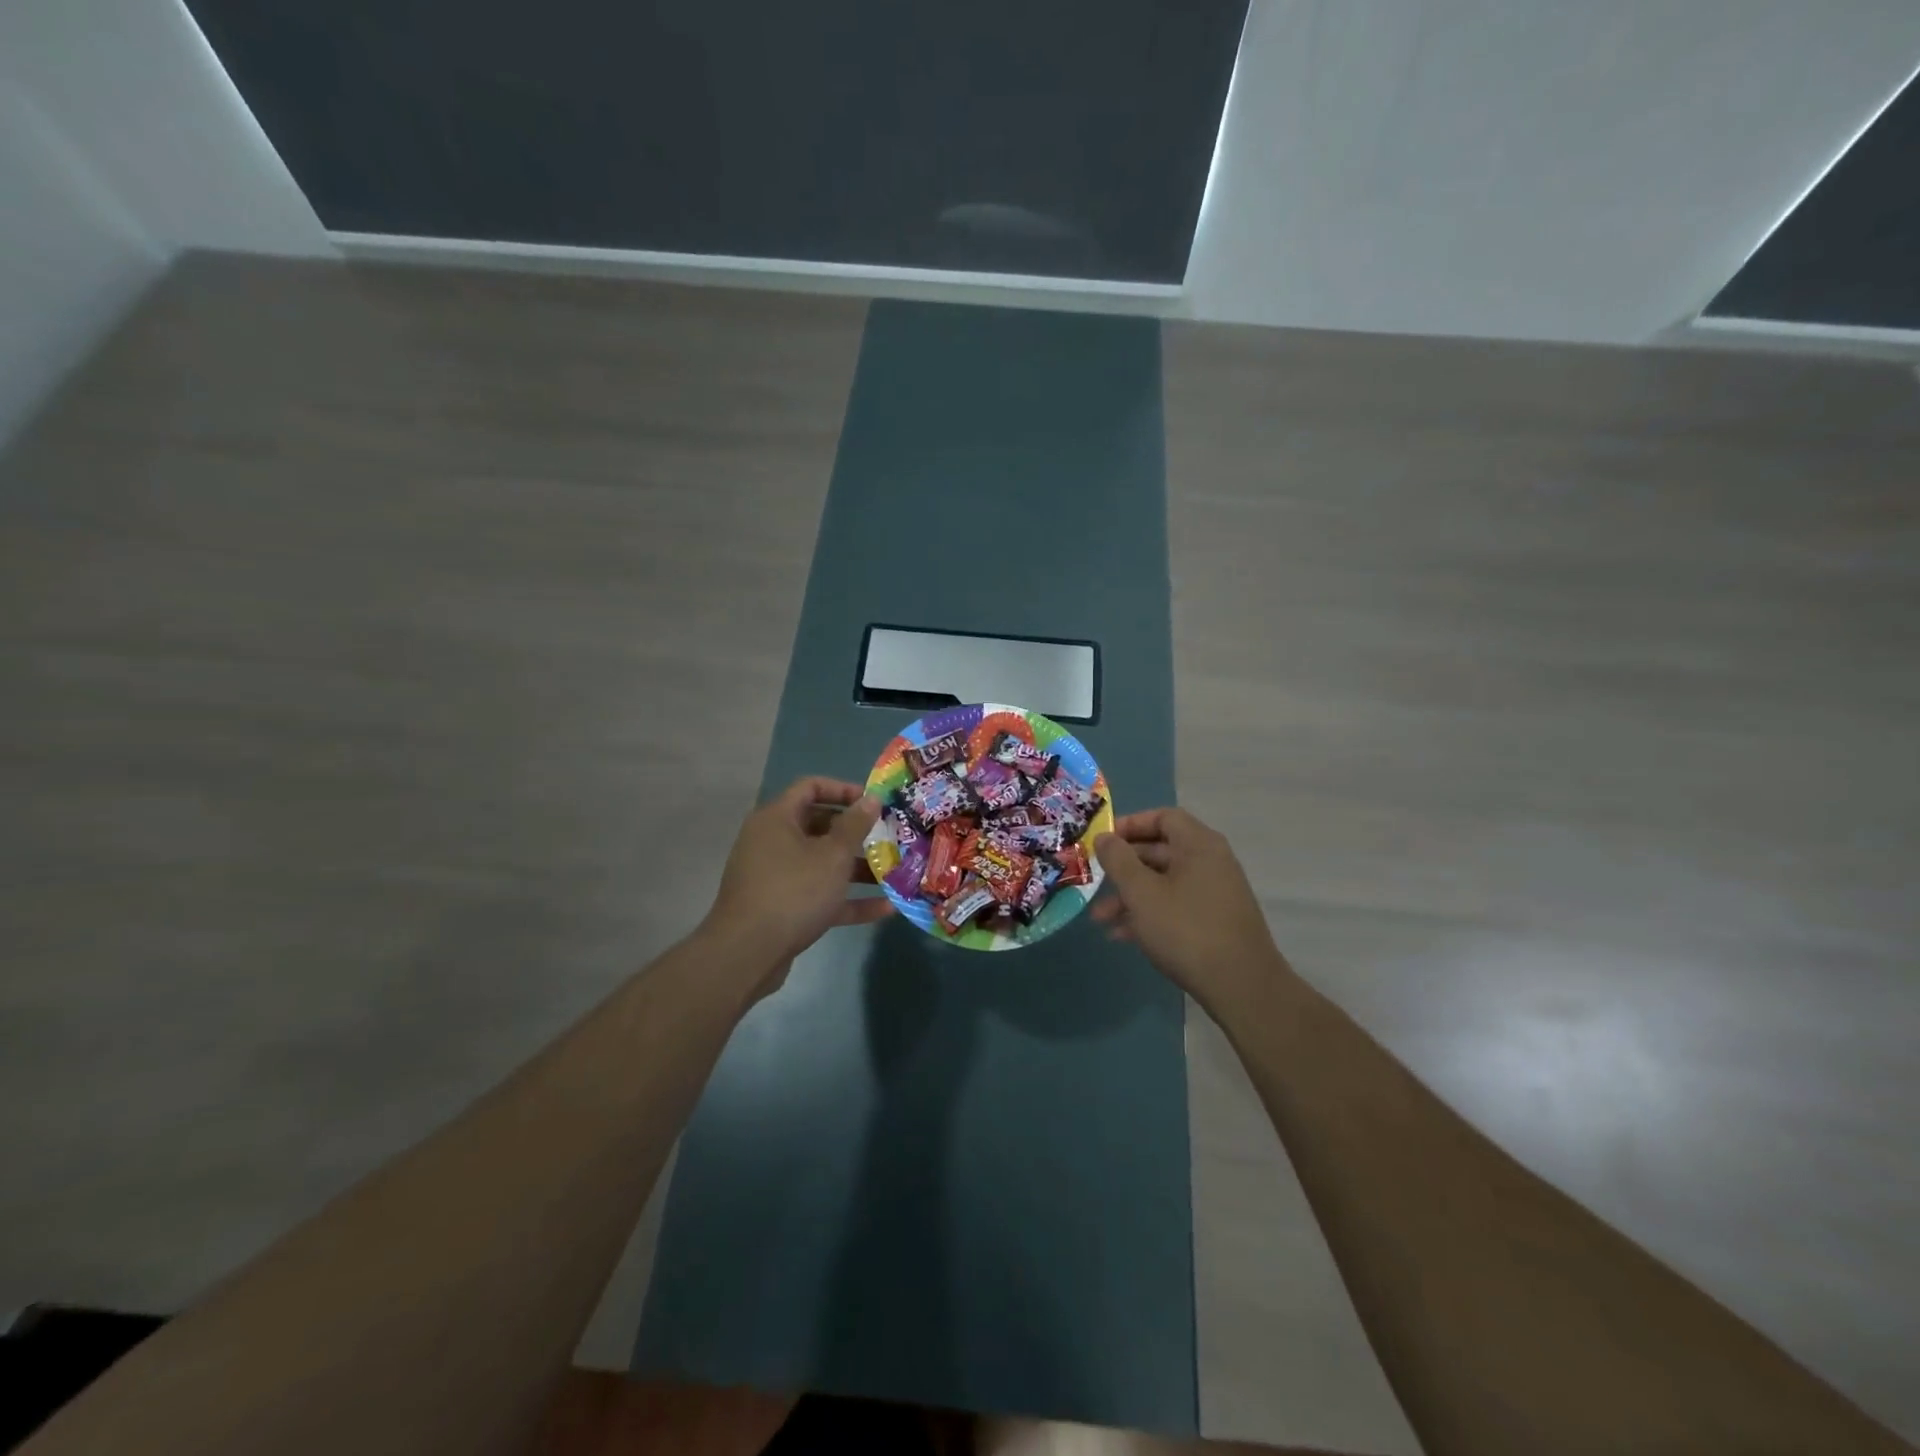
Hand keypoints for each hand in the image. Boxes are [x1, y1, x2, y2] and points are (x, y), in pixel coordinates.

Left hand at [702, 777, 892, 1000]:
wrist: (747, 953)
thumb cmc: (793, 891)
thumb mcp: (832, 855)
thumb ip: (855, 825)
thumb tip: (871, 798)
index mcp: (777, 818)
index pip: (811, 787)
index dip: (844, 790)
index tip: (874, 802)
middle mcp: (772, 841)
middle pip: (819, 826)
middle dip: (856, 834)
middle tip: (889, 838)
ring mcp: (776, 876)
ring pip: (821, 863)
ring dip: (856, 869)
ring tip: (893, 874)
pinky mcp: (782, 907)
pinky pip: (819, 895)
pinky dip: (847, 899)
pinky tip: (885, 908)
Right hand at [1092, 807, 1291, 1016]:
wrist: (1242, 988)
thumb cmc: (1186, 930)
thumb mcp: (1142, 893)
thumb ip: (1118, 860)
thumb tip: (1104, 836)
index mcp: (1199, 845)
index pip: (1163, 817)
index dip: (1130, 824)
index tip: (1103, 841)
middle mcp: (1211, 862)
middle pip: (1160, 850)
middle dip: (1123, 867)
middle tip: (1094, 880)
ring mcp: (1215, 893)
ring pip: (1164, 882)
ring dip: (1130, 896)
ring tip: (1100, 919)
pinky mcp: (1215, 921)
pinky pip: (1175, 905)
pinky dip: (1150, 914)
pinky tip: (1123, 936)